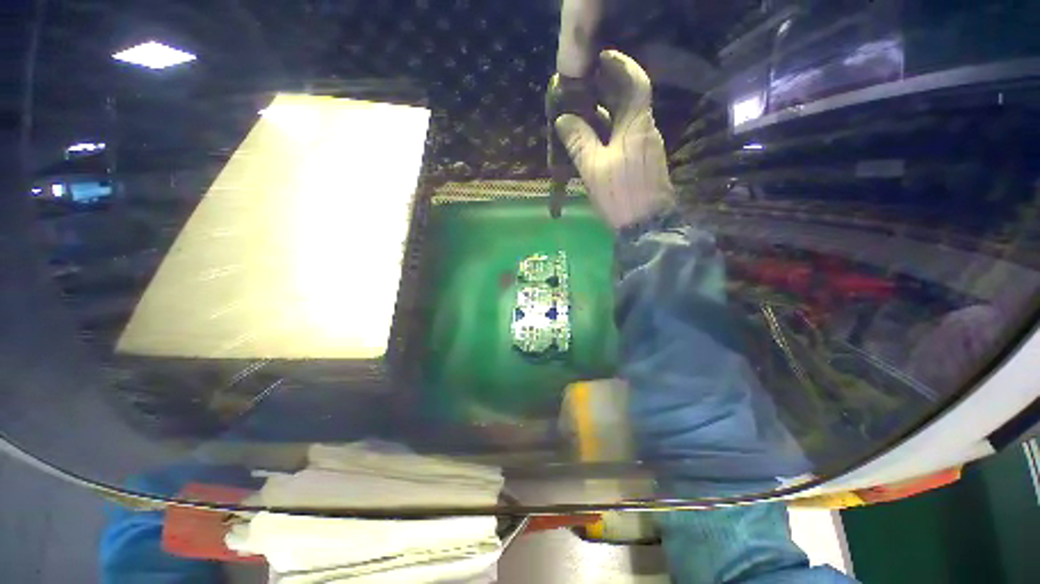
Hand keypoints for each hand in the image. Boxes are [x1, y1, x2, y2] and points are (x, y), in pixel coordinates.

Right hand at [555, 50, 674, 230]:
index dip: (619, 66)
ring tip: (580, 111)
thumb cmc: (621, 194)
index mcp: (637, 125)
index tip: (599, 59)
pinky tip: (592, 138)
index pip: (635, 83)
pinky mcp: (641, 162)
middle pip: (628, 100)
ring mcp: (645, 147)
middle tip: (581, 86)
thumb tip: (563, 119)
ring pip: (625, 120)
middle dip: (606, 89)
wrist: (646, 226)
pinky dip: (608, 131)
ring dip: (604, 112)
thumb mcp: (593, 168)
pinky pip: (624, 137)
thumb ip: (578, 141)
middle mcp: (645, 130)